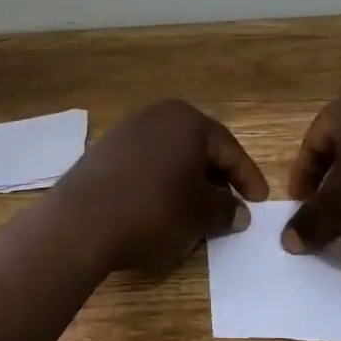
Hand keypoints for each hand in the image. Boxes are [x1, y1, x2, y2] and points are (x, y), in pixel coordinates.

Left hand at [54, 99, 269, 272]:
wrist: (80, 224)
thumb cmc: (154, 212)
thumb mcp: (201, 215)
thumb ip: (226, 209)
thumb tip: (238, 212)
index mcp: (187, 121)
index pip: (229, 149)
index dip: (248, 178)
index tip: (259, 202)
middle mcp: (156, 116)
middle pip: (198, 148)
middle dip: (216, 178)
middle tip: (230, 206)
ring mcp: (124, 132)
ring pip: (169, 158)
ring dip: (186, 183)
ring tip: (196, 212)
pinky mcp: (101, 154)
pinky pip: (144, 167)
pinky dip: (159, 185)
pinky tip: (160, 210)